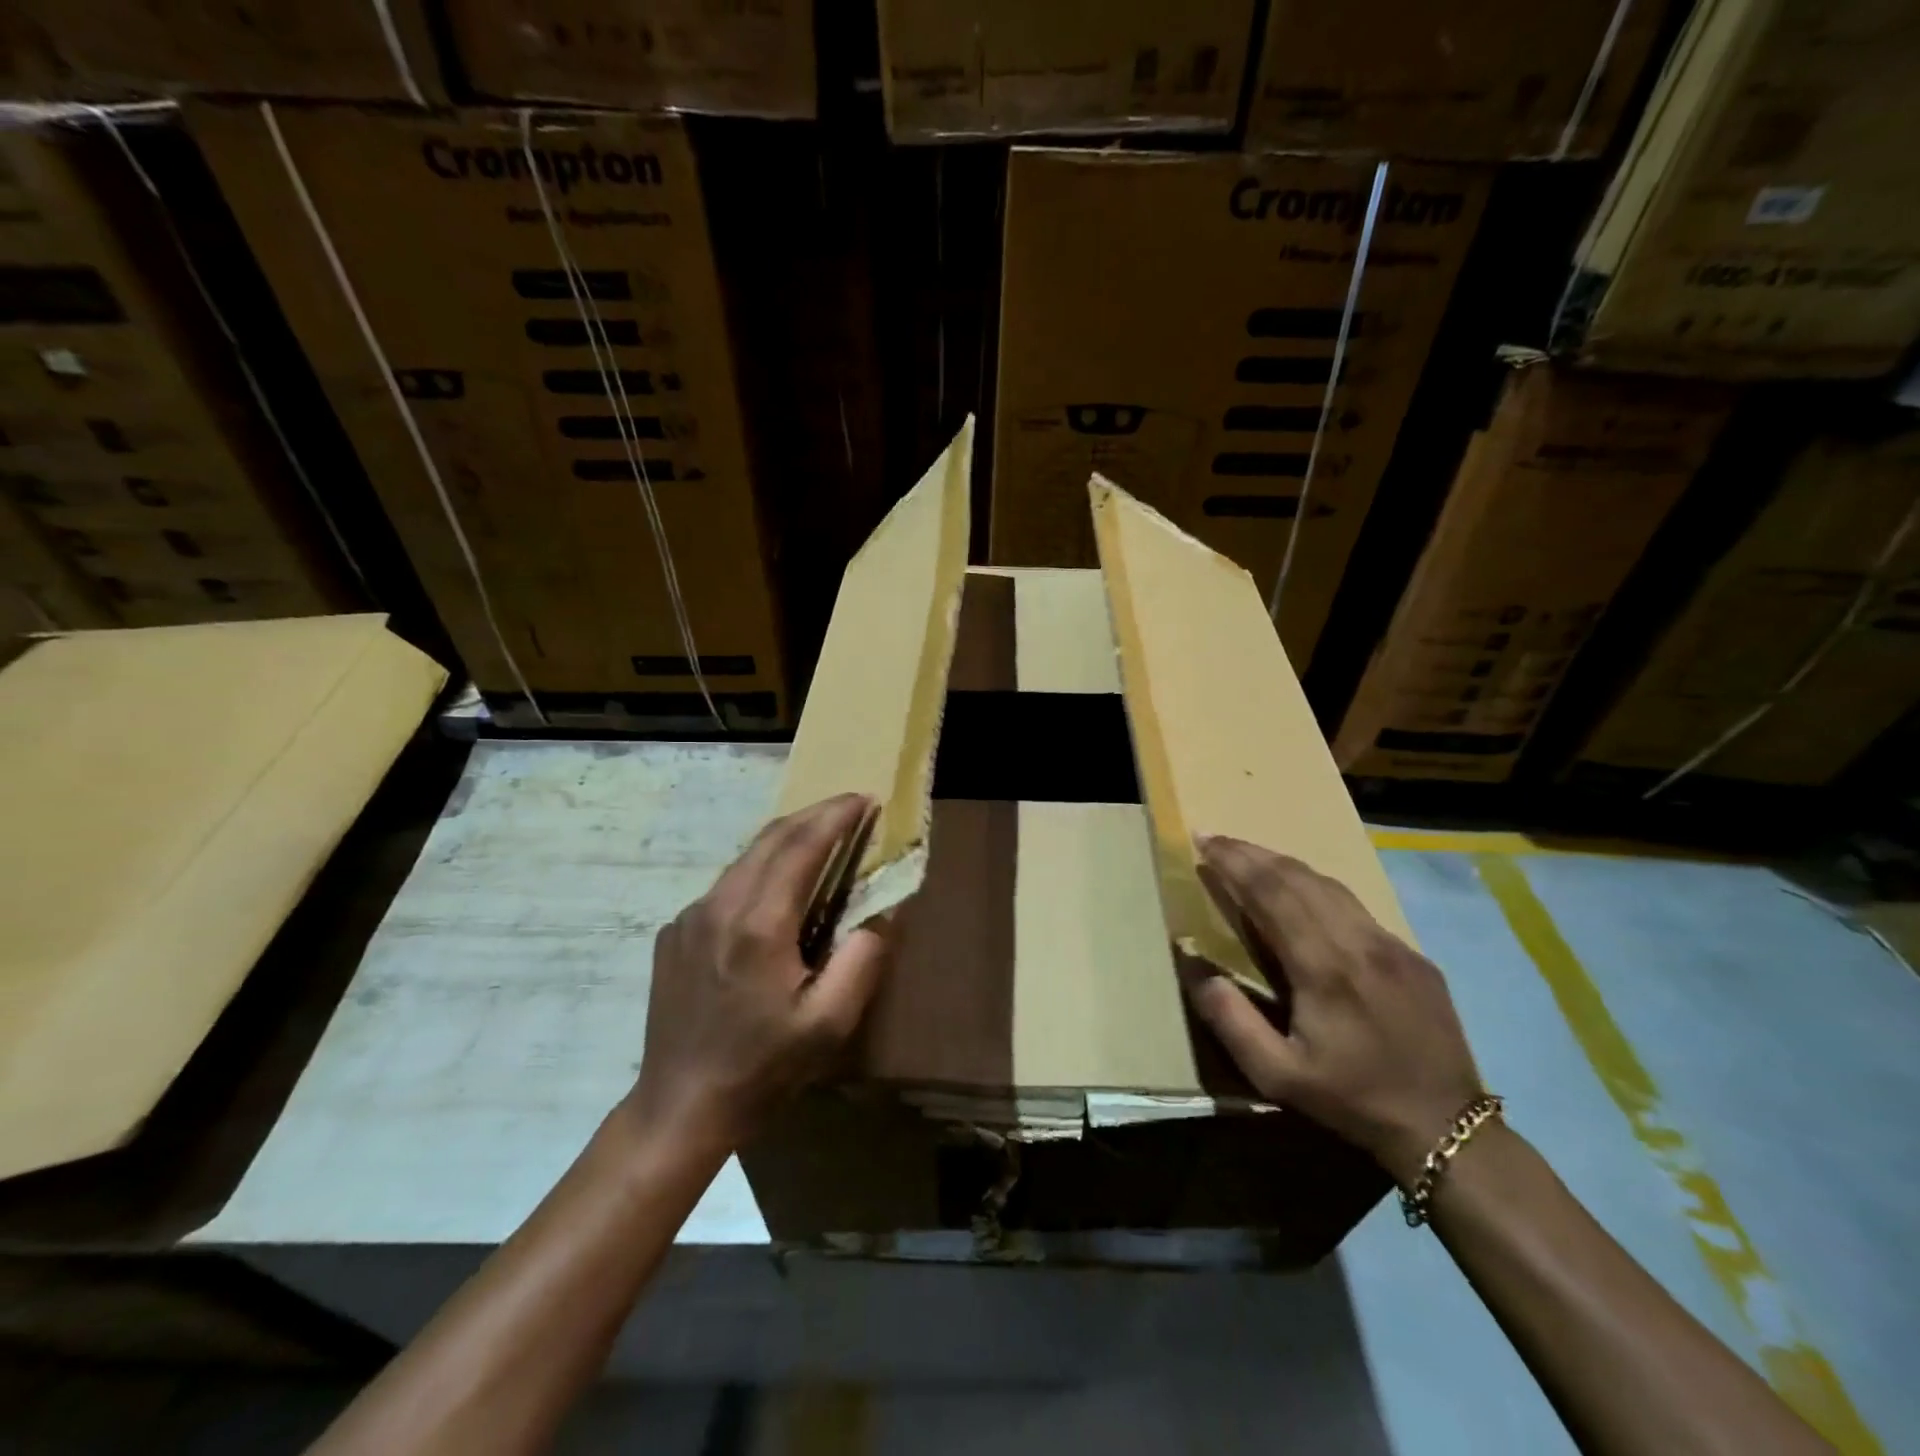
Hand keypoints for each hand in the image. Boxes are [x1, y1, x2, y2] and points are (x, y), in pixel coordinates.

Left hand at [626, 793, 891, 1153]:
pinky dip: (760, 871)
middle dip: (815, 815)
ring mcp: (690, 917)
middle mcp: (720, 905)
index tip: (865, 798)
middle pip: (772, 838)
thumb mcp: (828, 1024)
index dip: (837, 816)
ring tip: (821, 841)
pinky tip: (776, 893)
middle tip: (851, 809)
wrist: (679, 1106)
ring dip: (787, 840)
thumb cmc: (761, 1068)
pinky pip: (726, 885)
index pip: (803, 845)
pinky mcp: (675, 932)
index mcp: (759, 924)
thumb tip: (882, 912)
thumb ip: (862, 960)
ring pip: (746, 858)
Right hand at [1185, 834, 1482, 1185]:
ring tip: (1250, 855)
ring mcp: (1391, 944)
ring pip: (1330, 884)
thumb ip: (1230, 1018)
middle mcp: (1358, 942)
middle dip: (1252, 852)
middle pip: (1298, 877)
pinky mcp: (1412, 955)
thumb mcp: (1277, 1074)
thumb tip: (1193, 963)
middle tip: (1216, 838)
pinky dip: (1316, 887)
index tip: (1203, 839)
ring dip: (1284, 863)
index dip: (1234, 861)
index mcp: (1323, 967)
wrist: (1446, 1127)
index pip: (1271, 892)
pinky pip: (1355, 906)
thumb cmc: (1351, 1099)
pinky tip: (1302, 893)